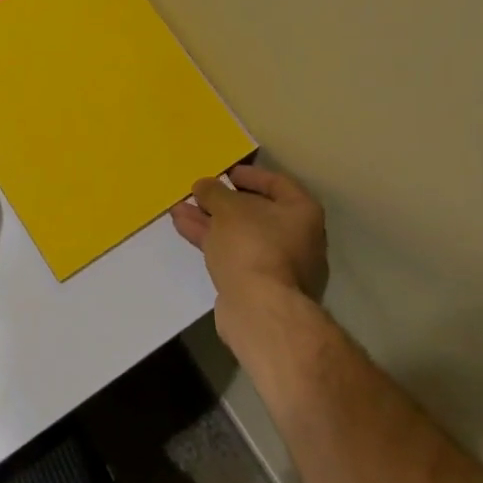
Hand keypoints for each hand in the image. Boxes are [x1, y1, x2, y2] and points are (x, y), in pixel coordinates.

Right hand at [171, 164, 328, 310]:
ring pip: (241, 235)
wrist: (260, 310)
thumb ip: (215, 192)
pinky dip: (212, 241)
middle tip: (198, 193)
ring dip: (210, 221)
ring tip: (179, 209)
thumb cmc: (253, 246)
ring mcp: (280, 266)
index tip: (225, 173)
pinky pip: (234, 255)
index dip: (250, 175)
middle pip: (256, 212)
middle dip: (222, 202)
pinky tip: (185, 229)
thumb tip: (204, 185)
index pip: (277, 183)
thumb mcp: (228, 208)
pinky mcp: (260, 287)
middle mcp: (299, 238)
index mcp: (302, 213)